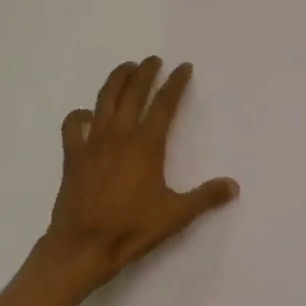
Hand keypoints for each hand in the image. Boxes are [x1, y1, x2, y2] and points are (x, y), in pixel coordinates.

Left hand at [38, 58, 237, 294]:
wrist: (83, 245)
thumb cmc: (131, 229)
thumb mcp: (176, 215)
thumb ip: (205, 197)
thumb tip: (233, 185)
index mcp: (146, 145)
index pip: (164, 104)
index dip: (175, 83)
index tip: (183, 68)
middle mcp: (118, 135)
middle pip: (132, 93)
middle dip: (144, 72)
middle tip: (153, 60)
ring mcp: (92, 143)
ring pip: (103, 100)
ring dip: (116, 80)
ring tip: (125, 68)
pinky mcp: (73, 156)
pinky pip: (73, 126)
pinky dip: (79, 115)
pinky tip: (86, 114)